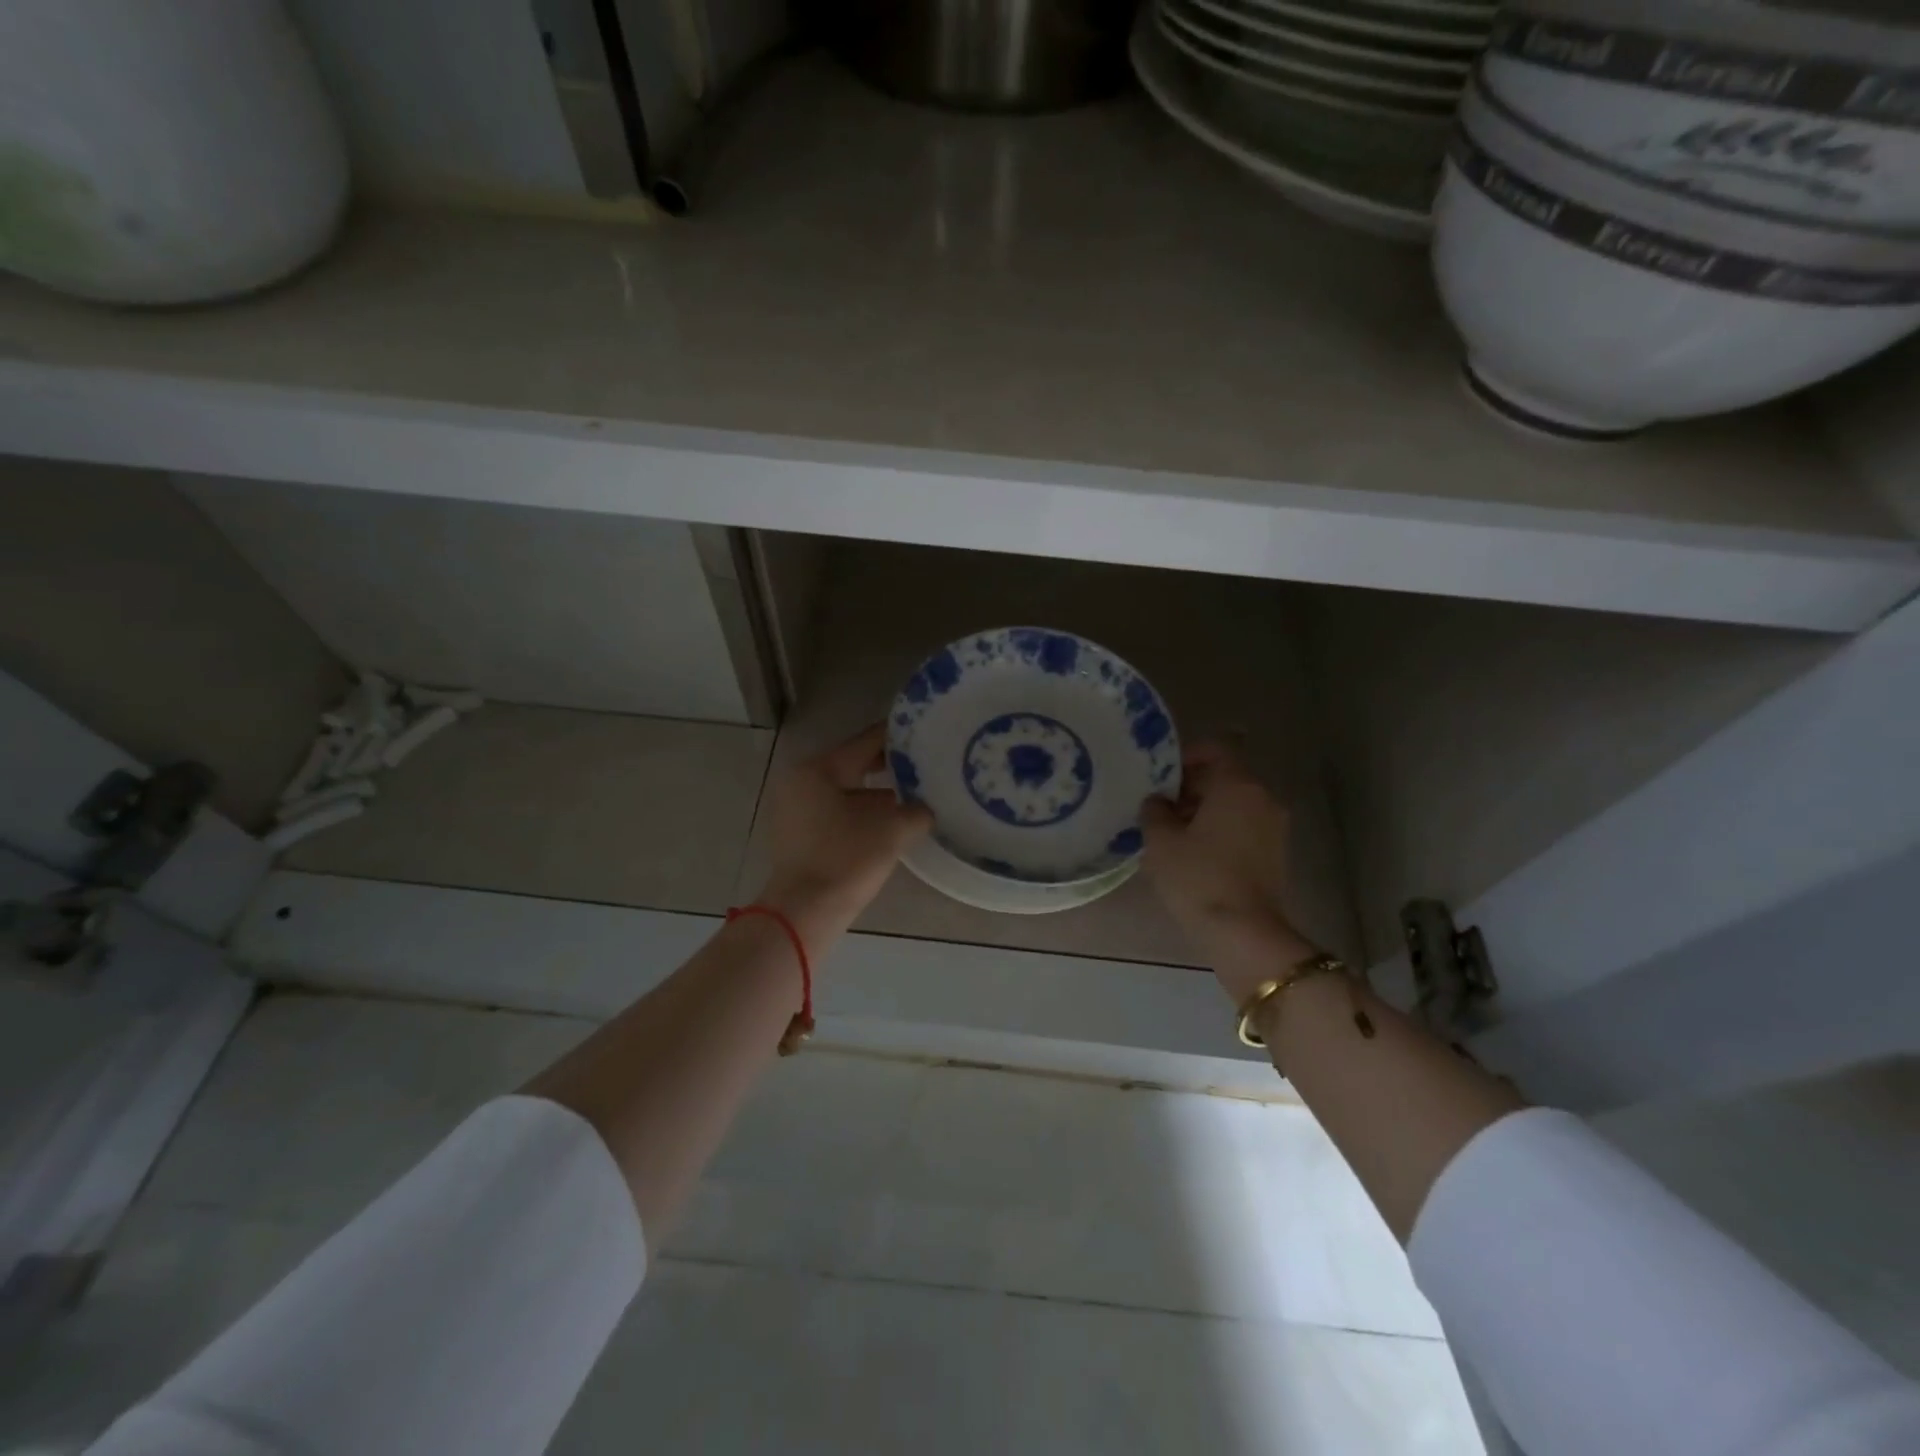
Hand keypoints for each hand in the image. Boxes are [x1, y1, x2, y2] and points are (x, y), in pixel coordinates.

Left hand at [757, 724, 931, 947]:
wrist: (804, 912)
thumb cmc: (846, 859)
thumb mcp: (893, 830)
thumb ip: (917, 810)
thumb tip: (926, 808)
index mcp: (819, 769)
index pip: (866, 742)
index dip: (898, 737)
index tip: (925, 733)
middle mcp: (801, 781)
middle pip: (854, 764)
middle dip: (889, 768)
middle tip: (924, 766)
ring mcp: (794, 809)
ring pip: (845, 790)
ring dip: (876, 794)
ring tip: (912, 797)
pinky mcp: (797, 834)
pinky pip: (834, 811)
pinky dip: (860, 812)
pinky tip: (888, 823)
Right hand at [1140, 743, 1316, 1001]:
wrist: (1243, 933)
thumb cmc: (1198, 878)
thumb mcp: (1160, 841)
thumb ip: (1154, 810)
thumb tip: (1157, 802)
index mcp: (1238, 785)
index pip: (1214, 751)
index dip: (1184, 757)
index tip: (1159, 776)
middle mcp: (1263, 798)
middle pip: (1225, 778)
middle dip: (1190, 787)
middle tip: (1158, 806)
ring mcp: (1274, 827)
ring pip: (1234, 804)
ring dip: (1204, 811)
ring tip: (1171, 832)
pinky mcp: (1275, 854)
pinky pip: (1243, 827)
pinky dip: (1220, 830)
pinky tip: (1193, 853)